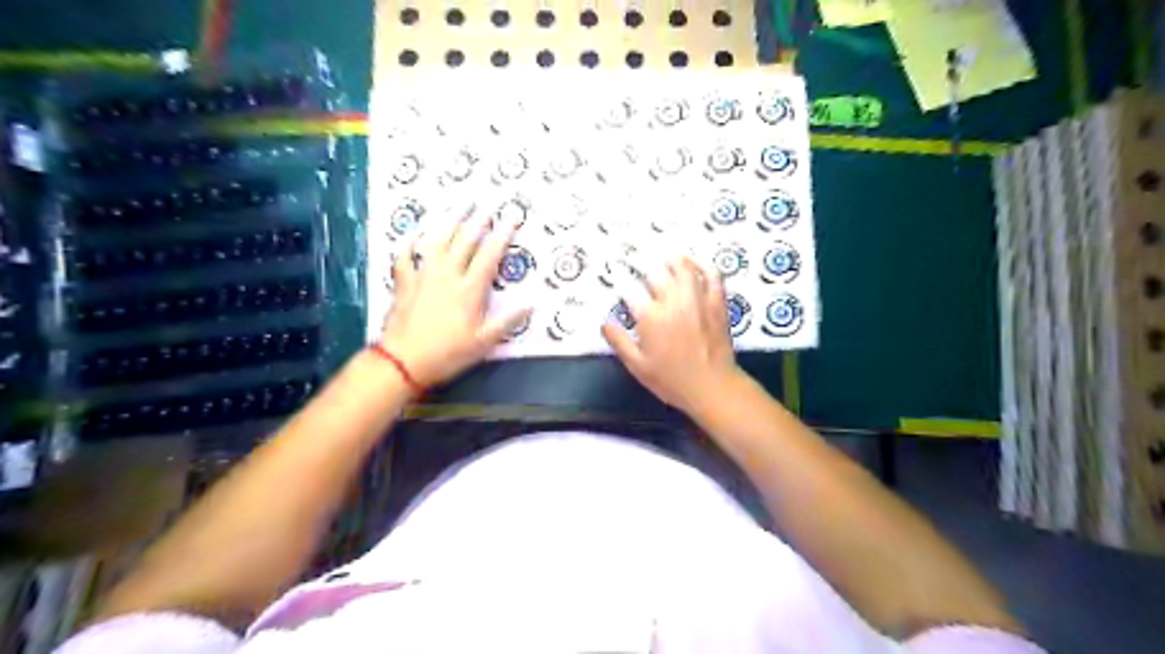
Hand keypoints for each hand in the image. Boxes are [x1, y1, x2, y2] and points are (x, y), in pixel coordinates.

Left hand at [383, 204, 527, 387]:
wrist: (403, 361)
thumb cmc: (448, 353)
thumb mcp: (484, 342)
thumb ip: (507, 321)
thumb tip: (531, 303)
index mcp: (470, 289)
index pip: (490, 255)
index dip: (502, 234)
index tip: (512, 216)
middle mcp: (447, 275)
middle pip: (464, 241)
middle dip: (478, 220)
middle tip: (487, 204)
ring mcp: (423, 276)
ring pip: (437, 241)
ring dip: (449, 221)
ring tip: (458, 205)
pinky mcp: (404, 282)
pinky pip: (404, 256)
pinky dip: (408, 242)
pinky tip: (413, 233)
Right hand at [601, 256, 745, 412]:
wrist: (712, 387)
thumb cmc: (671, 380)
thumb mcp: (637, 366)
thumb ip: (619, 341)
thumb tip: (604, 321)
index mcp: (651, 317)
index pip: (630, 288)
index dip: (619, 276)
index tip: (614, 269)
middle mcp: (673, 302)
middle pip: (656, 272)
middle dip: (642, 260)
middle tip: (635, 255)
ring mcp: (697, 300)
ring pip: (684, 268)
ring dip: (672, 258)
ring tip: (664, 253)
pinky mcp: (717, 303)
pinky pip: (713, 276)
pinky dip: (704, 265)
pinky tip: (696, 263)